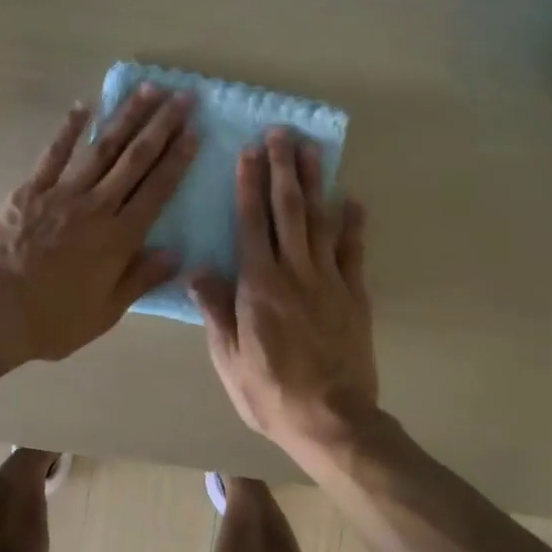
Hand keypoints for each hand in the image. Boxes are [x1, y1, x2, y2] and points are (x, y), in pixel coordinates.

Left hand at [0, 87, 195, 363]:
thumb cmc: (54, 320)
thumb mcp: (107, 311)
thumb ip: (141, 278)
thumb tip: (176, 252)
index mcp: (119, 238)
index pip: (157, 190)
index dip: (178, 159)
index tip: (195, 131)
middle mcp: (96, 207)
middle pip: (136, 159)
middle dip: (162, 126)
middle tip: (183, 97)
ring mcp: (62, 194)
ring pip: (102, 148)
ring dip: (127, 117)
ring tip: (148, 90)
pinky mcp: (31, 190)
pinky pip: (53, 154)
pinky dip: (69, 129)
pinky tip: (84, 106)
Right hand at [189, 128, 379, 457]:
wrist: (332, 419)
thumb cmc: (270, 392)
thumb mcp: (228, 357)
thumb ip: (215, 309)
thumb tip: (197, 269)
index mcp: (258, 285)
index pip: (251, 223)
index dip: (249, 185)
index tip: (248, 152)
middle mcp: (294, 272)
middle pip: (288, 210)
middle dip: (283, 168)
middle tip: (281, 133)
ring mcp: (329, 281)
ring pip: (320, 221)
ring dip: (315, 183)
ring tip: (312, 149)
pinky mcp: (354, 295)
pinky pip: (353, 251)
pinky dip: (353, 223)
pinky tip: (352, 199)